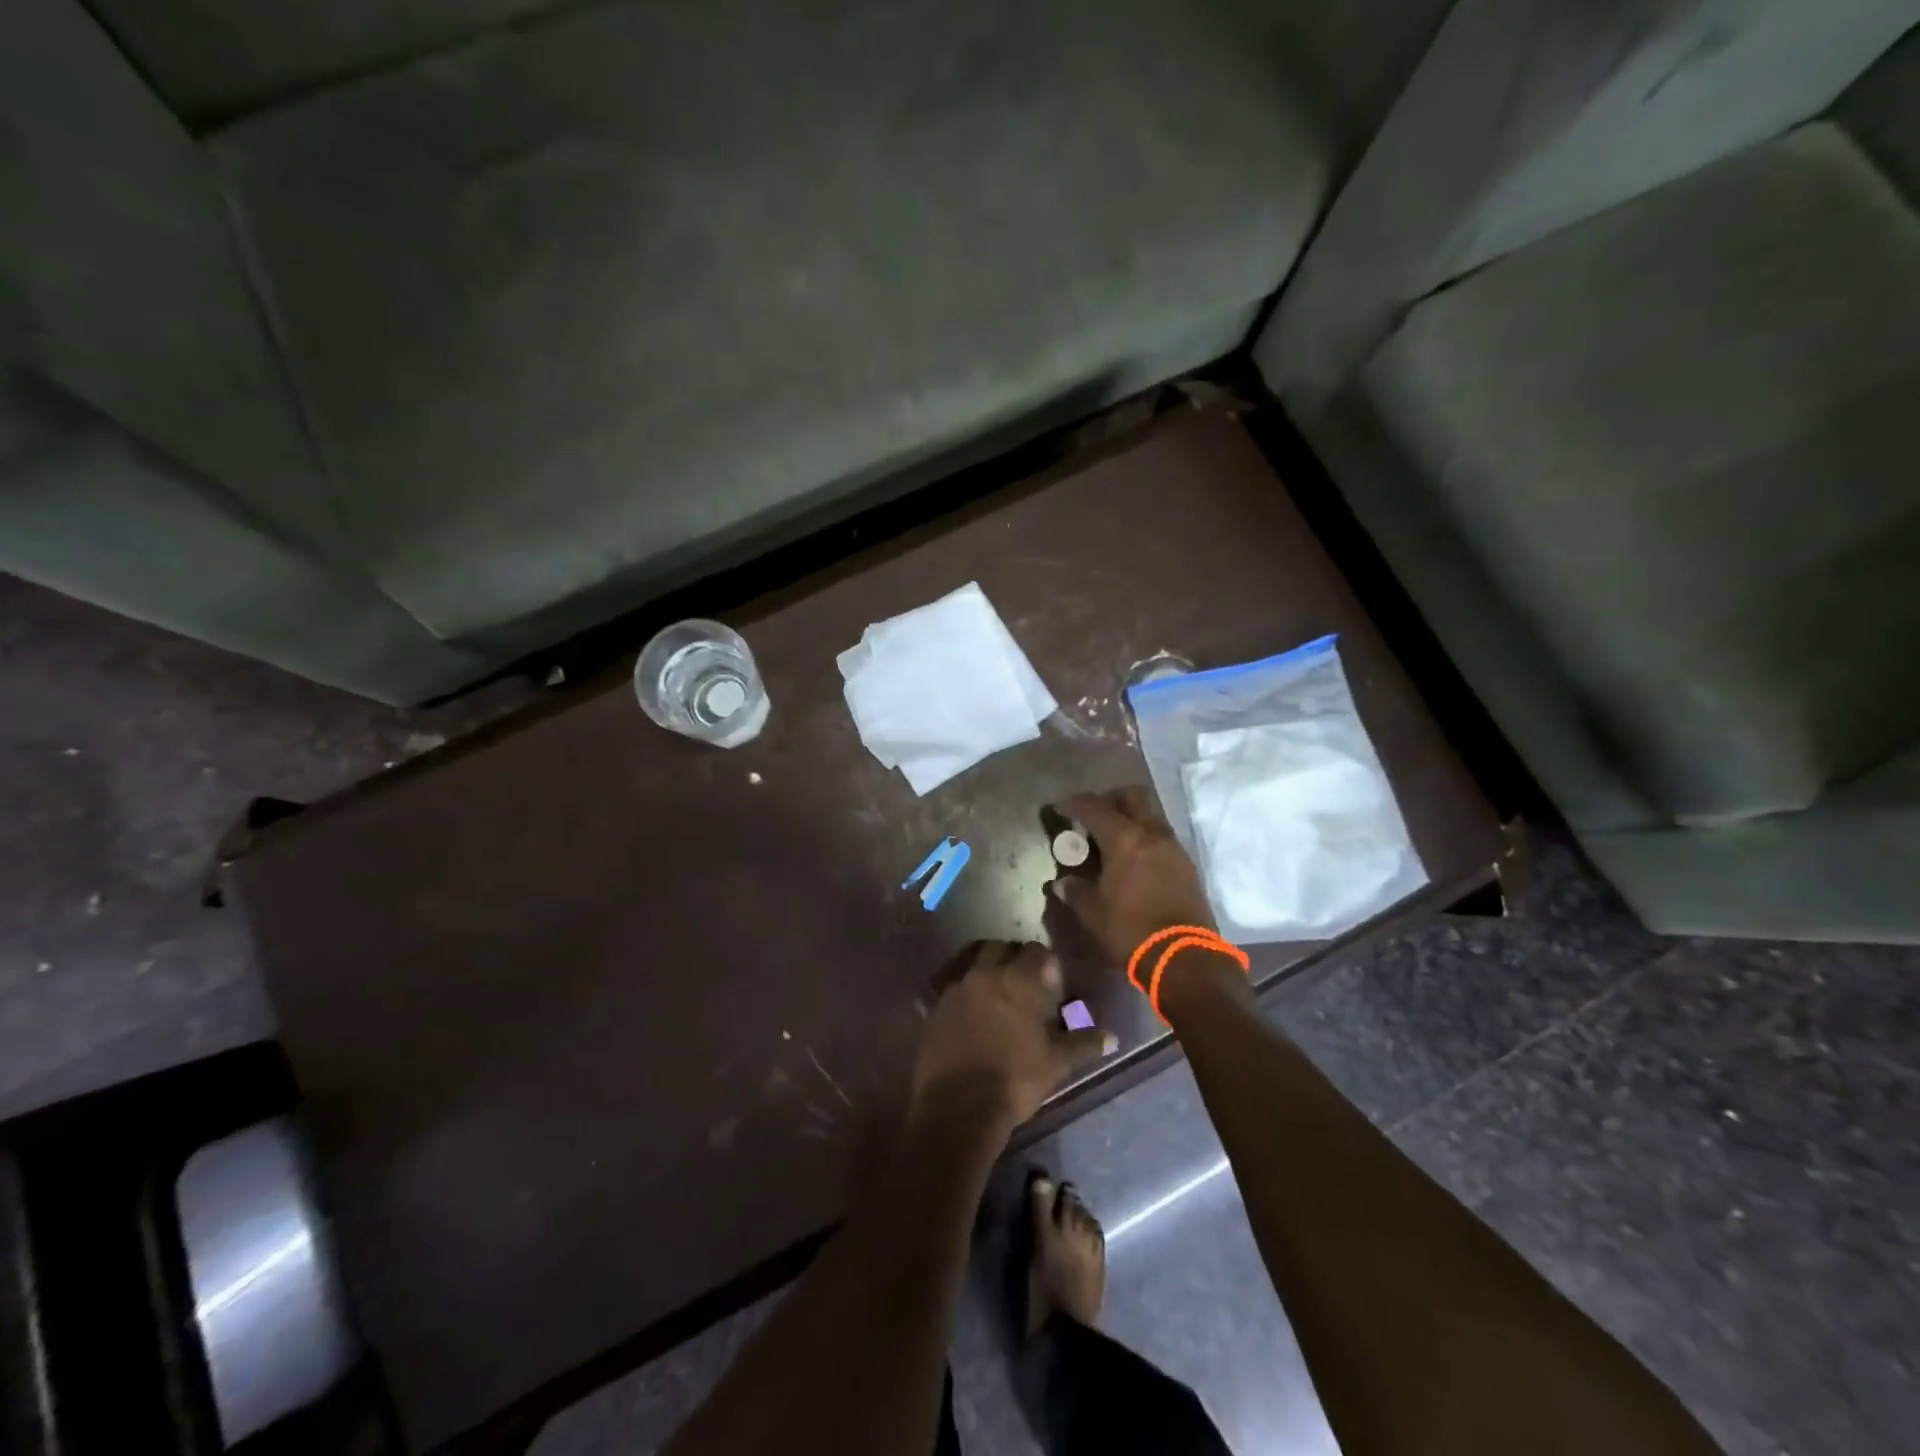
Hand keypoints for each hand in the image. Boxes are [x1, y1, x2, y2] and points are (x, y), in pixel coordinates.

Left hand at [911, 942, 1115, 1134]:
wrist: (958, 1107)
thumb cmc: (1015, 1080)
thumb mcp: (1056, 1064)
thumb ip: (1083, 1044)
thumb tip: (1112, 1037)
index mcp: (1017, 981)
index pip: (1036, 952)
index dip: (1046, 962)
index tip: (1052, 979)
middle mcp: (984, 974)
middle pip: (1000, 948)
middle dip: (1014, 957)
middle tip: (1025, 981)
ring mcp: (956, 989)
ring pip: (973, 962)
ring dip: (987, 970)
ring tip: (998, 993)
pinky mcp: (935, 1007)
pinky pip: (953, 986)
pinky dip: (966, 992)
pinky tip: (973, 1013)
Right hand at [1049, 787, 1216, 965]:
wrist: (1184, 958)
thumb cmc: (1131, 931)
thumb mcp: (1093, 914)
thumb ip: (1076, 892)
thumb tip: (1062, 883)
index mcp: (1125, 840)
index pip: (1095, 808)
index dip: (1074, 804)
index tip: (1060, 808)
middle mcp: (1152, 834)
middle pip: (1132, 796)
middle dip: (1110, 799)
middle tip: (1093, 816)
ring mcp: (1173, 848)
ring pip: (1151, 815)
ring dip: (1130, 817)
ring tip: (1112, 839)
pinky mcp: (1187, 865)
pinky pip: (1162, 836)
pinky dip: (1145, 837)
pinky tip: (1133, 859)